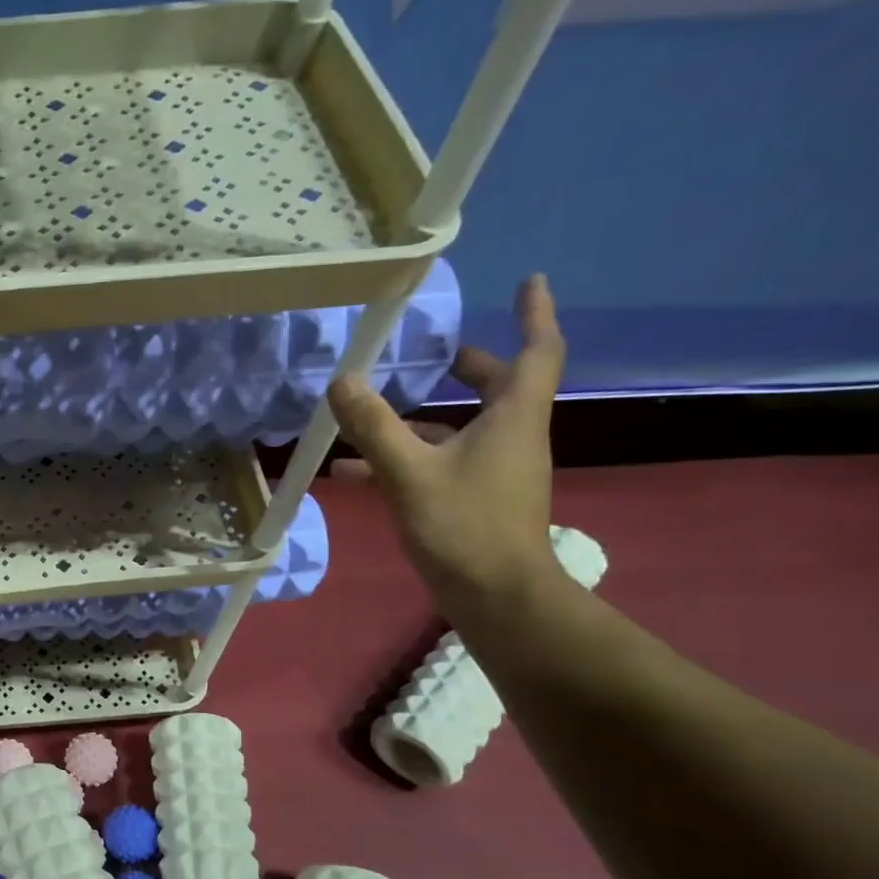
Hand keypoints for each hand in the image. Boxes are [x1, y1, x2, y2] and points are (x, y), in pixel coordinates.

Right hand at [328, 273, 565, 618]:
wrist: (495, 597)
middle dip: (466, 367)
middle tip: (434, 353)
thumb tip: (342, 381)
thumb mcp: (410, 473)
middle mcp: (510, 438)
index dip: (533, 314)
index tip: (528, 281)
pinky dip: (402, 461)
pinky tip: (353, 474)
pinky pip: (436, 465)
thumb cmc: (464, 526)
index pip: (536, 352)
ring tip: (366, 417)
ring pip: (456, 431)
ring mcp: (492, 472)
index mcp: (512, 419)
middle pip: (495, 389)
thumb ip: (374, 426)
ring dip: (416, 422)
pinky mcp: (472, 500)